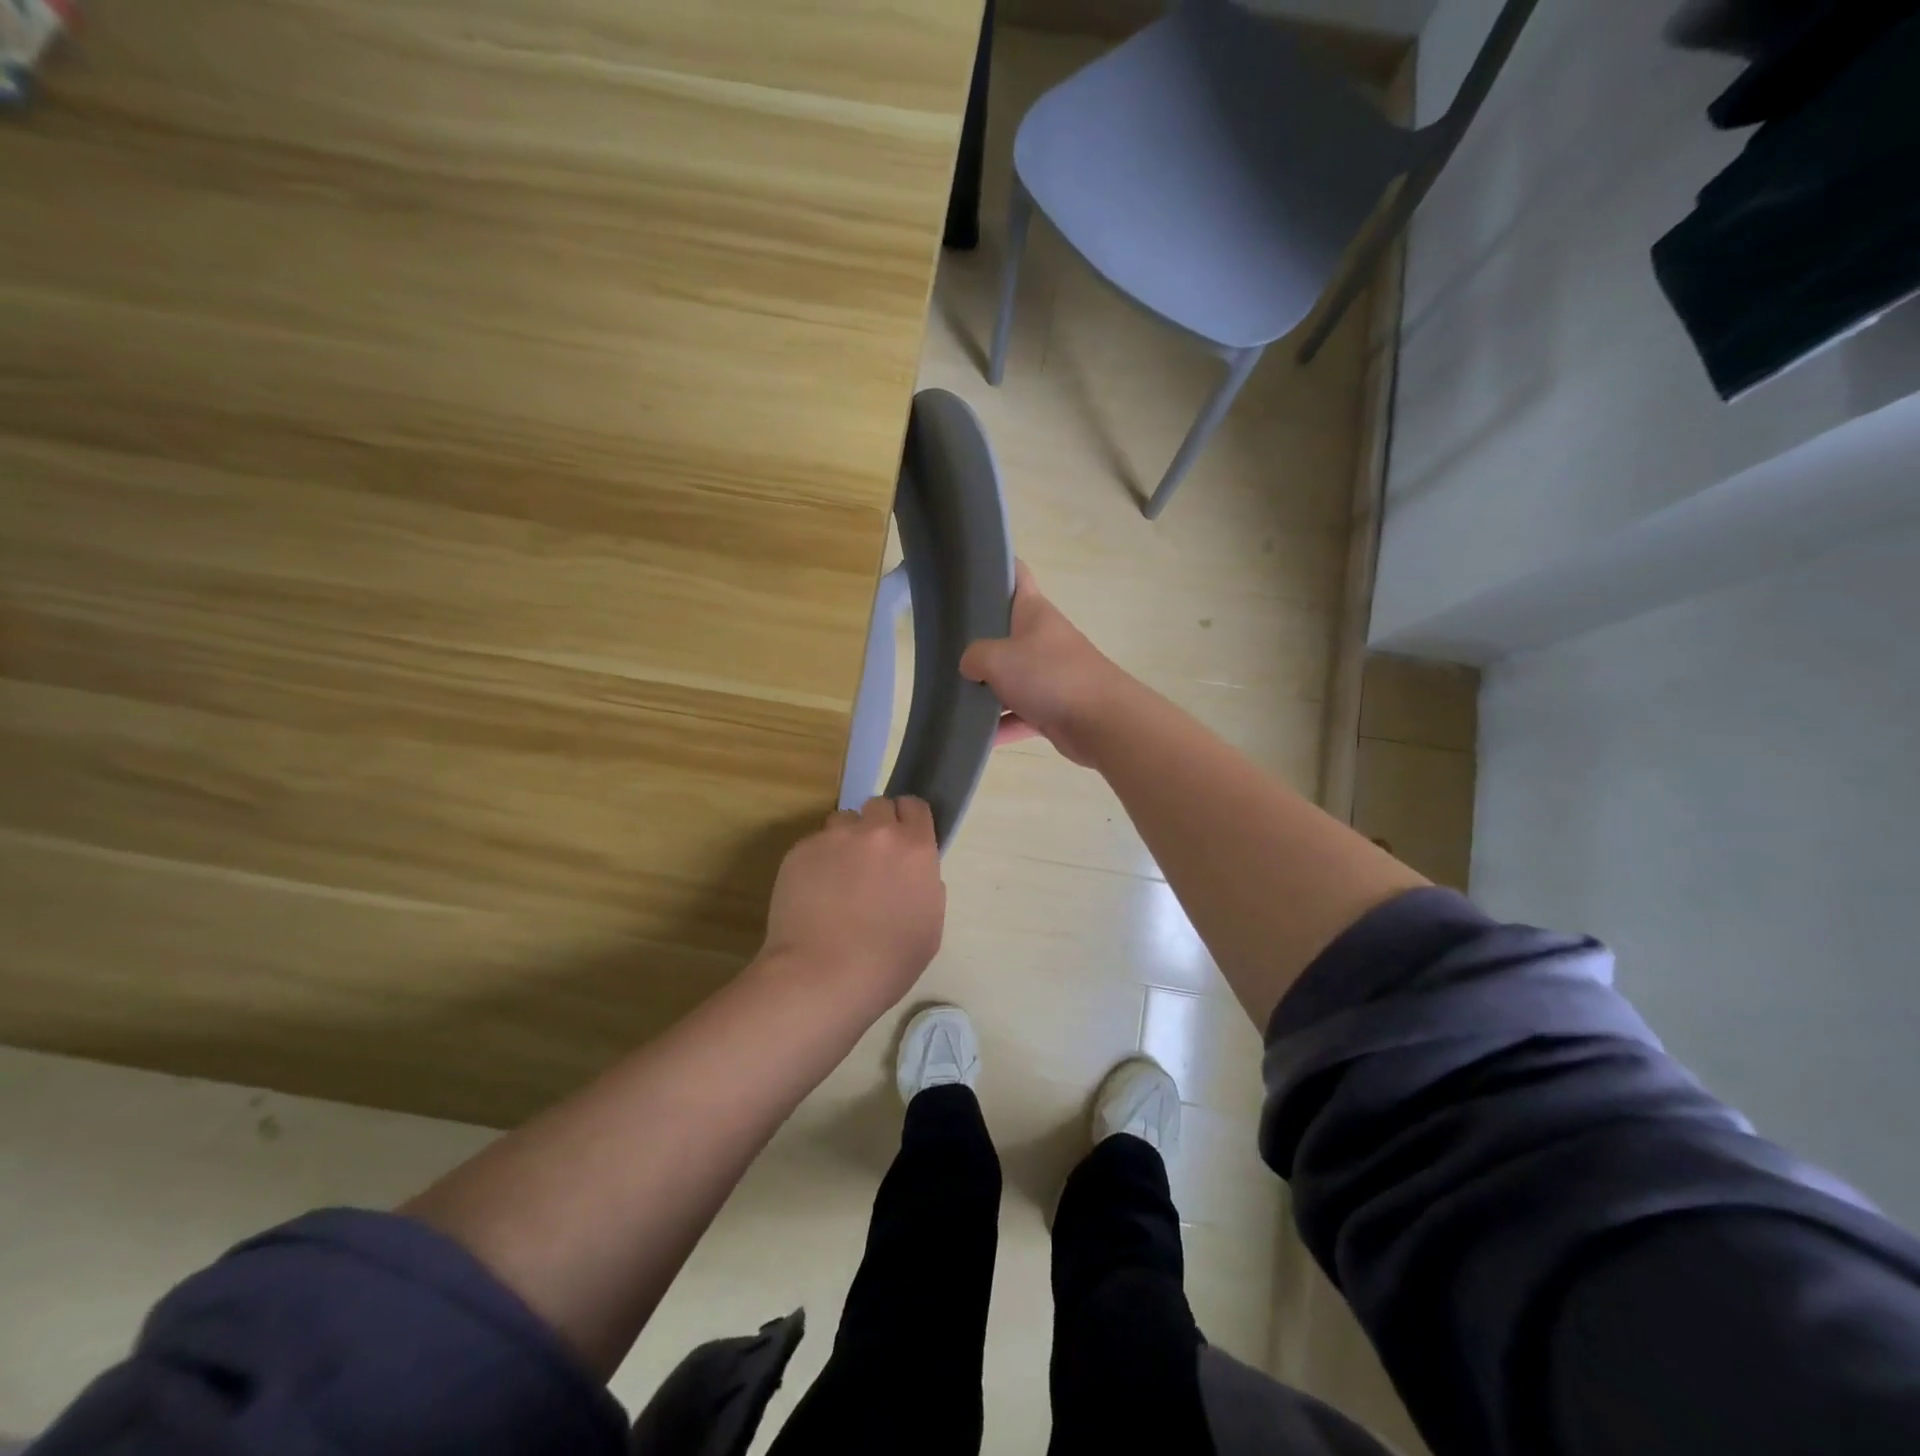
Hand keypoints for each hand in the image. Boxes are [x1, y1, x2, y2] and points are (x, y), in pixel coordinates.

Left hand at [759, 796, 945, 1012]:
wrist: (822, 976)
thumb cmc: (887, 962)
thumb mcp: (930, 926)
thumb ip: (926, 885)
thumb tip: (912, 873)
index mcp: (915, 849)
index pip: (915, 806)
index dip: (908, 820)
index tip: (903, 839)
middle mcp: (876, 832)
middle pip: (878, 805)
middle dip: (876, 826)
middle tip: (870, 859)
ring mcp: (834, 838)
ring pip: (843, 821)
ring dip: (845, 840)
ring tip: (837, 877)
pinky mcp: (800, 850)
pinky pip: (814, 844)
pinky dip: (817, 860)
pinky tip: (813, 894)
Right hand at [960, 562, 1126, 766]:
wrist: (1102, 722)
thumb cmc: (1050, 676)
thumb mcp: (998, 659)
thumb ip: (974, 657)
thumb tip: (970, 667)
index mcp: (1034, 612)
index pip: (1016, 575)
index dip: (996, 566)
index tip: (969, 570)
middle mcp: (1043, 639)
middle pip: (1007, 632)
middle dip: (979, 639)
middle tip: (944, 643)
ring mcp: (1050, 675)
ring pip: (1011, 678)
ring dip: (987, 689)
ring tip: (953, 695)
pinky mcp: (1054, 709)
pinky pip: (1020, 715)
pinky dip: (1002, 726)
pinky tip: (976, 737)